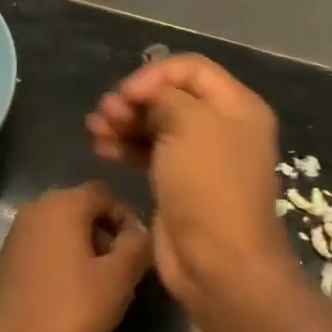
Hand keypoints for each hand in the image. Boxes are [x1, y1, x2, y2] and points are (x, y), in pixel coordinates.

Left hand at [0, 182, 153, 331]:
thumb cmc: (68, 308)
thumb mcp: (118, 279)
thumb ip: (137, 246)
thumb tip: (141, 232)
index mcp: (63, 203)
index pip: (105, 194)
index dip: (127, 218)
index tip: (138, 251)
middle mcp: (37, 206)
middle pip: (83, 207)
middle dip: (107, 233)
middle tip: (122, 269)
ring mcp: (19, 228)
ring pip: (64, 225)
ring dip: (86, 245)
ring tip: (100, 282)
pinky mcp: (9, 252)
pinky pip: (46, 241)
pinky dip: (63, 255)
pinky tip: (72, 288)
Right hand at [86, 54, 290, 311]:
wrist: (219, 263)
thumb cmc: (209, 185)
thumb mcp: (191, 125)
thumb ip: (166, 97)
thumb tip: (147, 96)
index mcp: (236, 106)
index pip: (190, 68)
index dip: (154, 74)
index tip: (127, 93)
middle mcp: (220, 127)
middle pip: (170, 96)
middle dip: (134, 99)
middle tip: (106, 111)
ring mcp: (198, 157)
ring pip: (154, 124)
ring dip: (123, 121)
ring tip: (95, 128)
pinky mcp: (177, 182)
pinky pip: (148, 151)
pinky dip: (124, 145)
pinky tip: (100, 146)